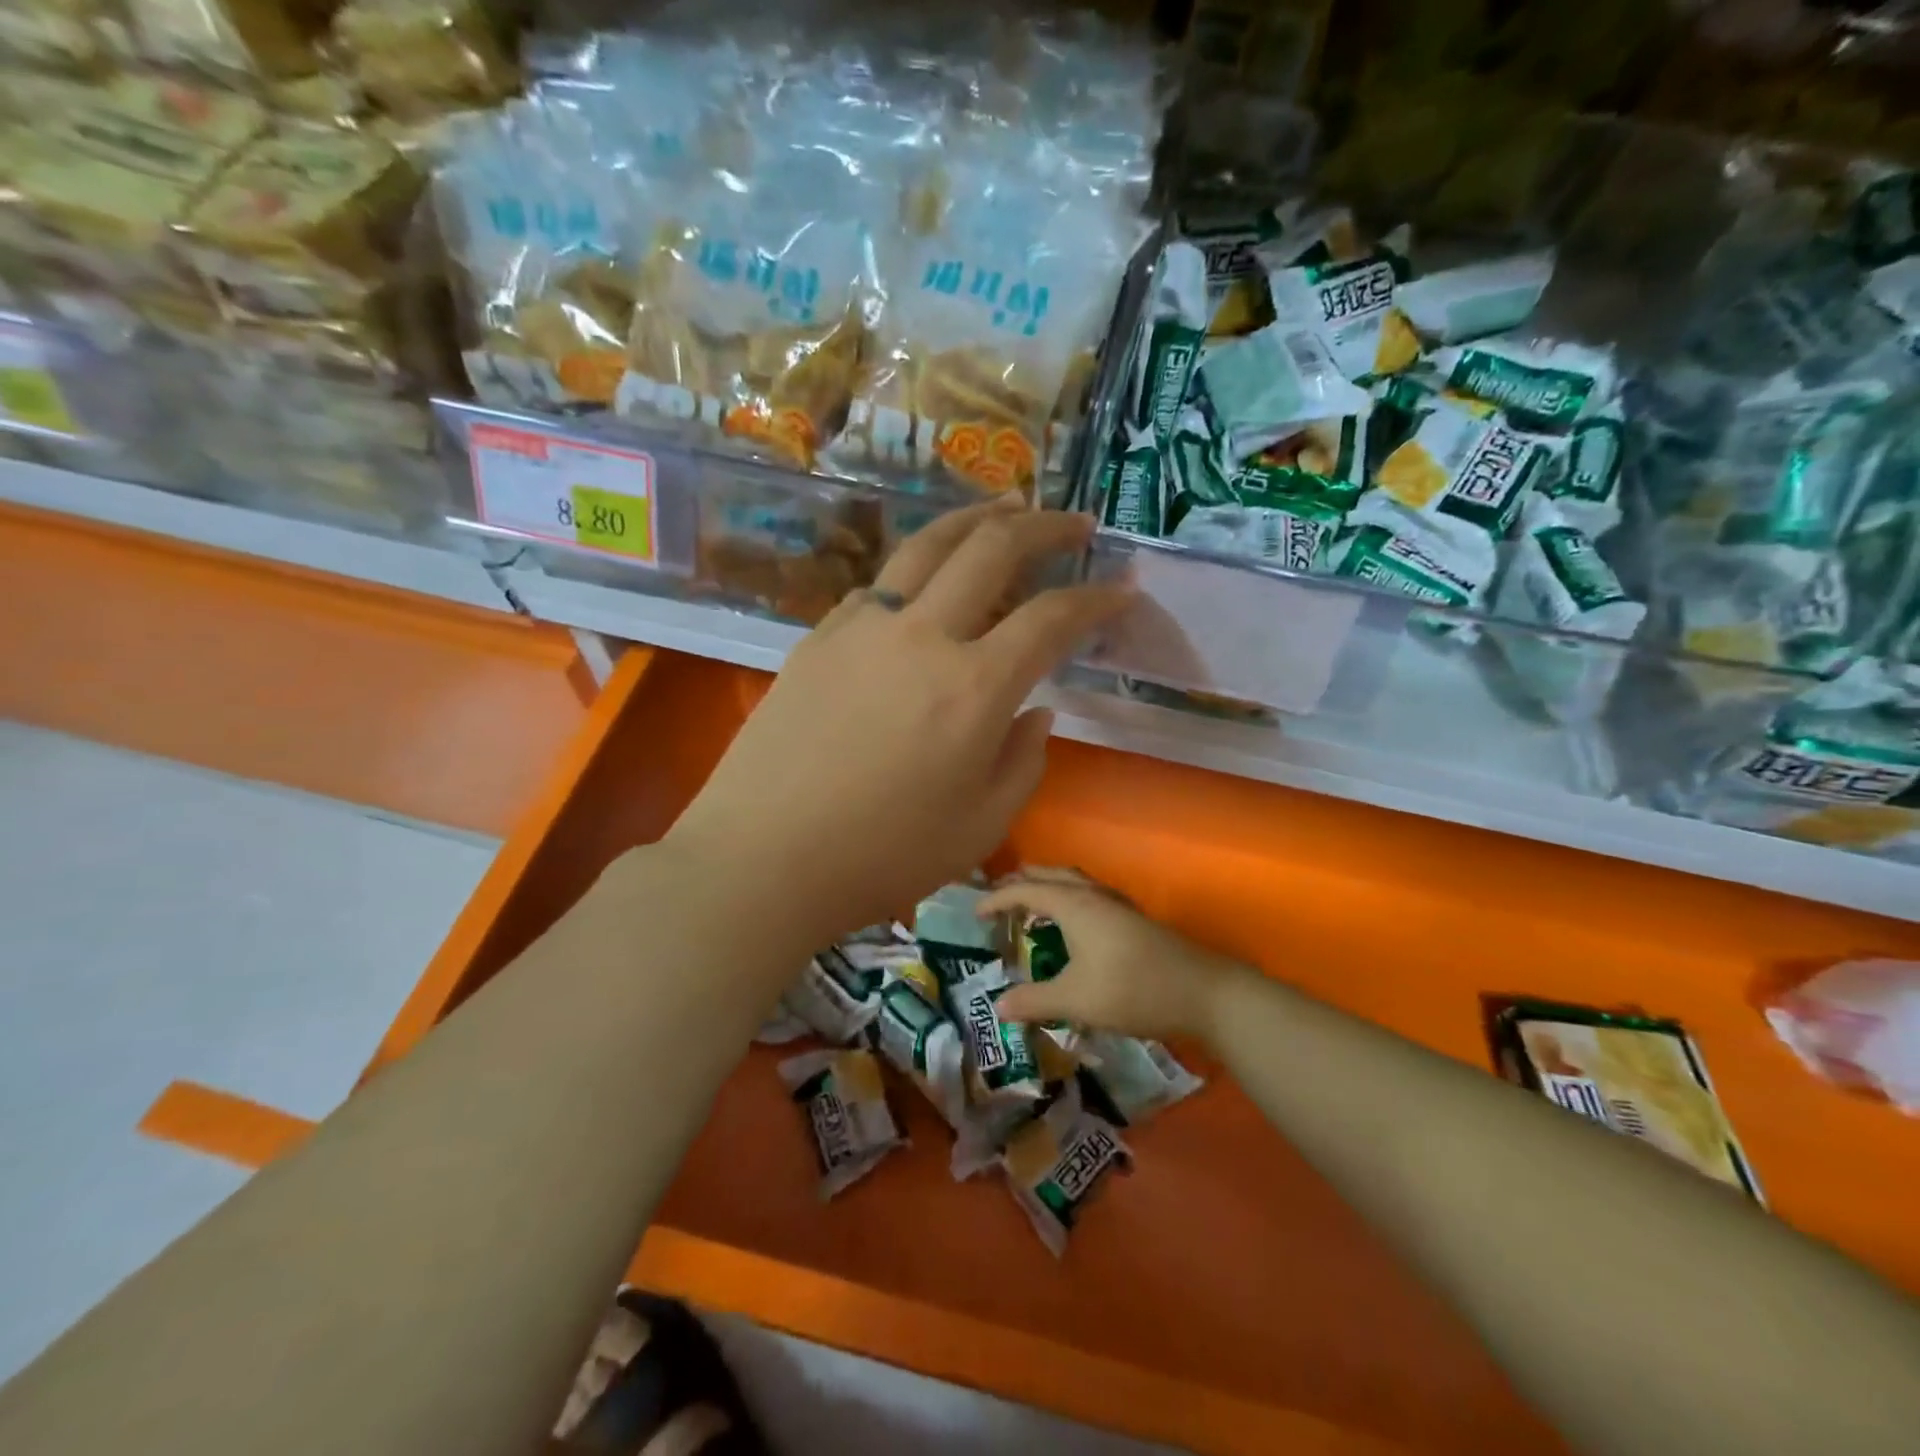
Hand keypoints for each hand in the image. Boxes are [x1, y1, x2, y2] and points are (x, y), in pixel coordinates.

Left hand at [666, 498, 1132, 949]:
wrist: (761, 859)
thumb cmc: (882, 857)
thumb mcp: (980, 827)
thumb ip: (1022, 761)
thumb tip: (1035, 711)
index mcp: (974, 687)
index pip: (1052, 618)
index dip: (1096, 598)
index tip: (1121, 588)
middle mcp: (922, 635)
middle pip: (992, 549)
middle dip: (1045, 526)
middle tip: (1075, 522)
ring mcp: (862, 627)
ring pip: (927, 544)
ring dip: (976, 519)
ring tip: (1005, 510)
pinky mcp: (818, 638)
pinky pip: (878, 586)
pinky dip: (915, 571)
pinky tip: (922, 586)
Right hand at [983, 869, 1243, 1041]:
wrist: (1204, 993)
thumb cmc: (1132, 989)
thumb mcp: (1075, 1000)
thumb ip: (1033, 1000)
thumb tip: (998, 1004)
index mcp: (1074, 904)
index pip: (1025, 890)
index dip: (996, 899)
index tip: (974, 913)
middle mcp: (1093, 895)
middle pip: (1049, 875)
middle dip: (1020, 883)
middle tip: (997, 900)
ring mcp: (1116, 904)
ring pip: (1073, 882)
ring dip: (1047, 888)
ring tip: (1030, 908)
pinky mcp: (1133, 919)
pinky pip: (1088, 895)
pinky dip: (1067, 899)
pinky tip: (1072, 927)